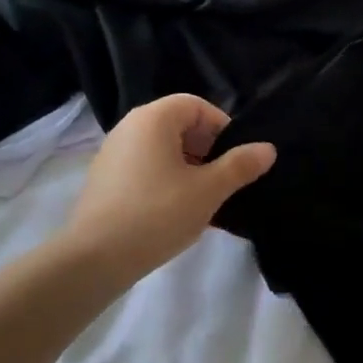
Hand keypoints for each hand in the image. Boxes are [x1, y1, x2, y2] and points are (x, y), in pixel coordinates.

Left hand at [63, 94, 275, 284]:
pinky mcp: (104, 178)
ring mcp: (112, 152)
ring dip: (187, 168)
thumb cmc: (157, 214)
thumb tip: (268, 149)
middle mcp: (129, 126)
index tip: (235, 160)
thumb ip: (239, 166)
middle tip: (221, 182)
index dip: (222, 128)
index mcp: (153, 118)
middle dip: (206, 149)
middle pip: (178, 125)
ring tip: (201, 201)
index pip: (196, 106)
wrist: (95, 257)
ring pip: (161, 149)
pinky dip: (164, 180)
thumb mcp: (208, 191)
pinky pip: (143, 167)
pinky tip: (173, 213)